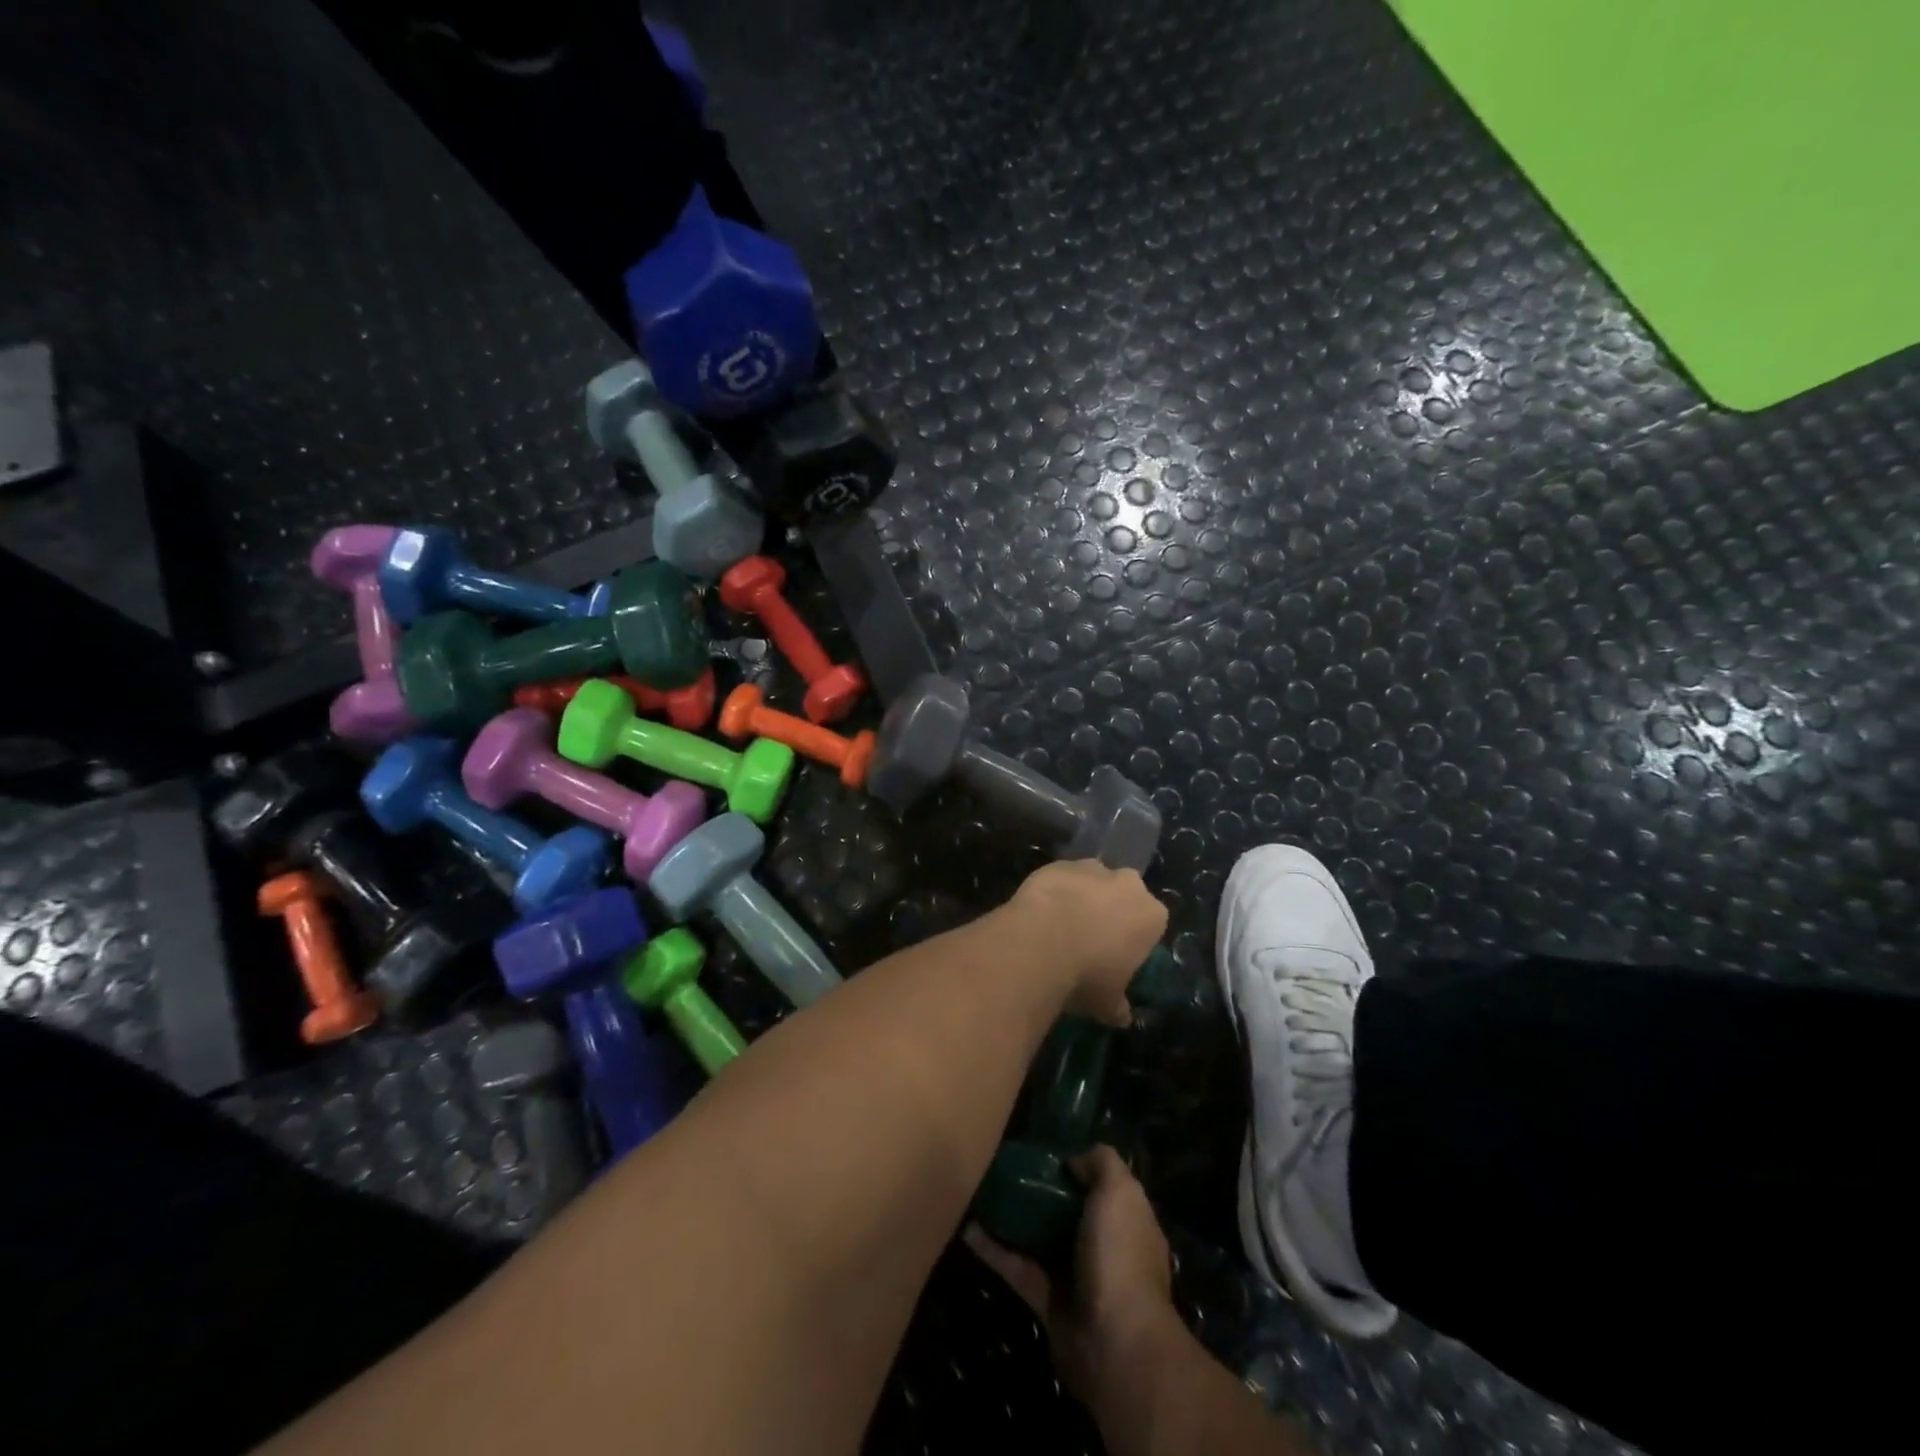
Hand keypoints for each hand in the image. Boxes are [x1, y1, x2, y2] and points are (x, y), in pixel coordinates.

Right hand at [965, 1145, 1177, 1406]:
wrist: (1113, 1342)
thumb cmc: (1120, 1256)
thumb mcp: (1120, 1192)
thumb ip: (1102, 1163)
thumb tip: (1074, 1161)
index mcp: (1129, 1223)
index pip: (1105, 1189)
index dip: (1080, 1168)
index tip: (1048, 1152)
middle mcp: (1105, 1250)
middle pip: (1070, 1213)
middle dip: (1043, 1192)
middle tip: (1008, 1166)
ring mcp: (1076, 1278)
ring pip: (1041, 1241)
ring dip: (1014, 1220)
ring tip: (983, 1190)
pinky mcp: (1047, 1304)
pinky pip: (1018, 1269)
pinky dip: (994, 1251)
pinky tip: (968, 1228)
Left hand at [1008, 861, 1166, 1025]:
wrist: (1042, 940)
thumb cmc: (1088, 974)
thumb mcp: (1108, 1002)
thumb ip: (1118, 1006)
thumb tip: (1121, 1017)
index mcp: (1152, 915)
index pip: (1151, 923)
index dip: (1134, 939)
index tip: (1117, 956)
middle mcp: (1129, 884)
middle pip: (1125, 894)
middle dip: (1112, 909)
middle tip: (1091, 936)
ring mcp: (1093, 869)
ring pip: (1093, 880)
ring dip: (1083, 896)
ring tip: (1061, 924)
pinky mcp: (1059, 863)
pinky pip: (1062, 877)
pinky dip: (1055, 890)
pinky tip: (1041, 913)